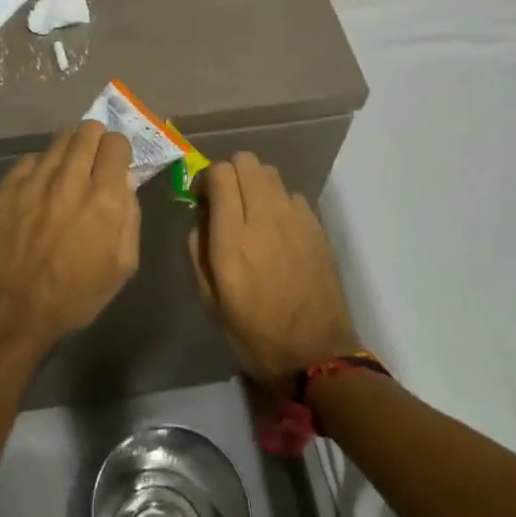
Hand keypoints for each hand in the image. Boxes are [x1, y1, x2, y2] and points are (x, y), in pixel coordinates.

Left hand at [0, 121, 139, 351]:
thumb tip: (125, 182)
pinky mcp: (7, 187)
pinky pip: (30, 159)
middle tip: (94, 158)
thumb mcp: (124, 264)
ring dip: (69, 149)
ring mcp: (35, 180)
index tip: (116, 161)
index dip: (119, 149)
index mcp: (104, 199)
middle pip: (87, 131)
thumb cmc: (78, 295)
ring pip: (58, 139)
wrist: (17, 311)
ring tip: (68, 168)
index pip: (116, 143)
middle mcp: (70, 180)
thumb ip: (130, 216)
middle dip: (96, 139)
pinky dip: (40, 166)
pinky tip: (40, 186)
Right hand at [190, 153, 359, 381]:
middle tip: (227, 201)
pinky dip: (280, 201)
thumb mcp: (209, 299)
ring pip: (271, 172)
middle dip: (231, 173)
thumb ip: (197, 249)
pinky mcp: (317, 227)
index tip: (202, 199)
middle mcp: (265, 218)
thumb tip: (200, 215)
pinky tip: (279, 230)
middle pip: (247, 161)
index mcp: (233, 238)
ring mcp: (296, 219)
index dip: (206, 179)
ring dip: (256, 184)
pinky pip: (292, 194)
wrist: (316, 355)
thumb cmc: (254, 333)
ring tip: (254, 213)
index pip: (220, 174)